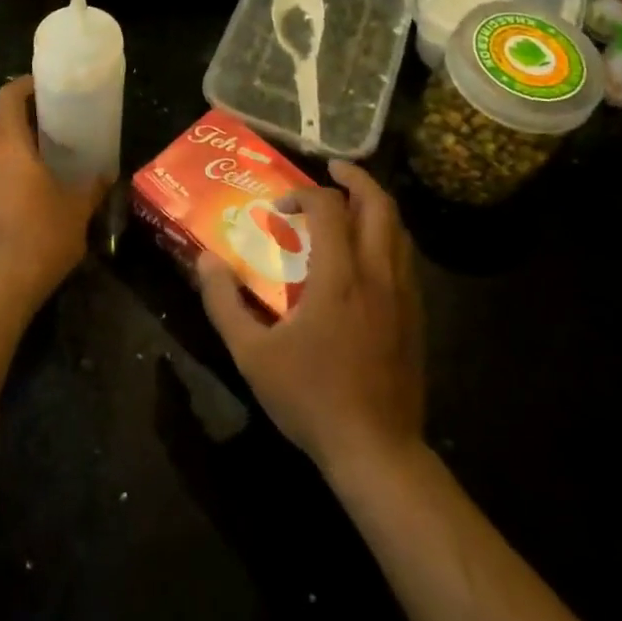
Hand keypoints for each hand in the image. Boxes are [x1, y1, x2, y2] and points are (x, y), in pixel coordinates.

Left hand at [0, 76, 109, 315]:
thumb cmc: (39, 240)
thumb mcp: (76, 213)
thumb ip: (91, 188)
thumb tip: (105, 176)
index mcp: (8, 147)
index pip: (7, 97)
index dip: (23, 86)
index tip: (40, 89)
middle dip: (16, 130)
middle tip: (42, 143)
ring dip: (1, 163)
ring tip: (26, 182)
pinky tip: (5, 216)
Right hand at [197, 159, 424, 476]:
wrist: (377, 451)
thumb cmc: (311, 398)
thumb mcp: (252, 354)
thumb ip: (224, 304)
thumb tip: (205, 262)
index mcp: (338, 278)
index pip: (329, 208)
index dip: (303, 195)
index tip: (279, 209)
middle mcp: (376, 275)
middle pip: (379, 205)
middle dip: (355, 178)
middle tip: (331, 169)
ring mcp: (403, 295)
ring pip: (398, 229)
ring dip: (374, 205)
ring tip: (348, 202)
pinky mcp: (416, 316)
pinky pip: (404, 257)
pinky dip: (386, 236)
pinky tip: (365, 252)